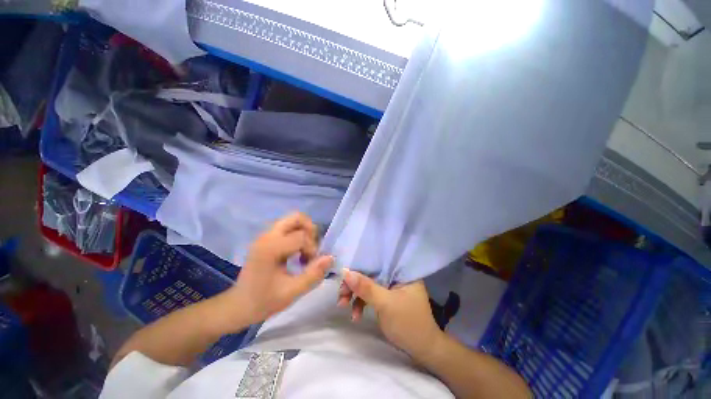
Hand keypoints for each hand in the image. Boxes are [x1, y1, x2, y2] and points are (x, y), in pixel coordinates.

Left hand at [221, 213, 332, 329]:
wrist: (238, 306)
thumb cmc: (263, 301)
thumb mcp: (291, 292)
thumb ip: (313, 274)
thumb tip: (331, 257)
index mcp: (270, 248)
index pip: (301, 236)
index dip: (312, 248)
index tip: (310, 264)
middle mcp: (267, 236)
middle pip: (296, 217)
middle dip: (310, 230)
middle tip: (311, 248)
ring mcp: (265, 236)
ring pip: (292, 220)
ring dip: (304, 232)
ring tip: (304, 251)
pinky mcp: (266, 239)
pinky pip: (287, 227)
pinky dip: (297, 235)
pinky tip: (296, 252)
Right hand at [338, 269, 442, 361]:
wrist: (422, 351)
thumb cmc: (408, 324)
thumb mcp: (386, 304)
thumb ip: (366, 287)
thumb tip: (345, 271)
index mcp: (402, 271)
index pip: (378, 260)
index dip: (360, 264)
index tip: (344, 274)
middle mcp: (396, 275)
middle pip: (371, 273)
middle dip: (355, 284)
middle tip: (341, 294)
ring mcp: (391, 287)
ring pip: (368, 285)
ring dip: (355, 295)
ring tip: (343, 305)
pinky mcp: (386, 298)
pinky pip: (370, 296)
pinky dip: (361, 304)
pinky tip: (355, 316)